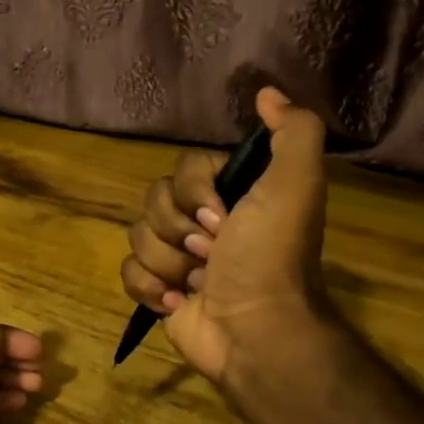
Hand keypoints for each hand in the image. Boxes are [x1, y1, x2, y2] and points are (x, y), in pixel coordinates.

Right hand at [120, 88, 335, 395]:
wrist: (255, 332)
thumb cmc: (271, 257)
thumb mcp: (295, 185)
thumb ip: (293, 132)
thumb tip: (267, 91)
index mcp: (230, 196)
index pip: (182, 170)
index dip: (194, 193)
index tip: (223, 218)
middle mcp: (202, 222)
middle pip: (153, 201)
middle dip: (179, 231)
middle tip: (212, 254)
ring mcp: (178, 258)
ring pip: (137, 237)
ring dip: (168, 263)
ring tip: (199, 284)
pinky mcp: (158, 291)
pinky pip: (128, 272)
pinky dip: (150, 289)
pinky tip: (178, 302)